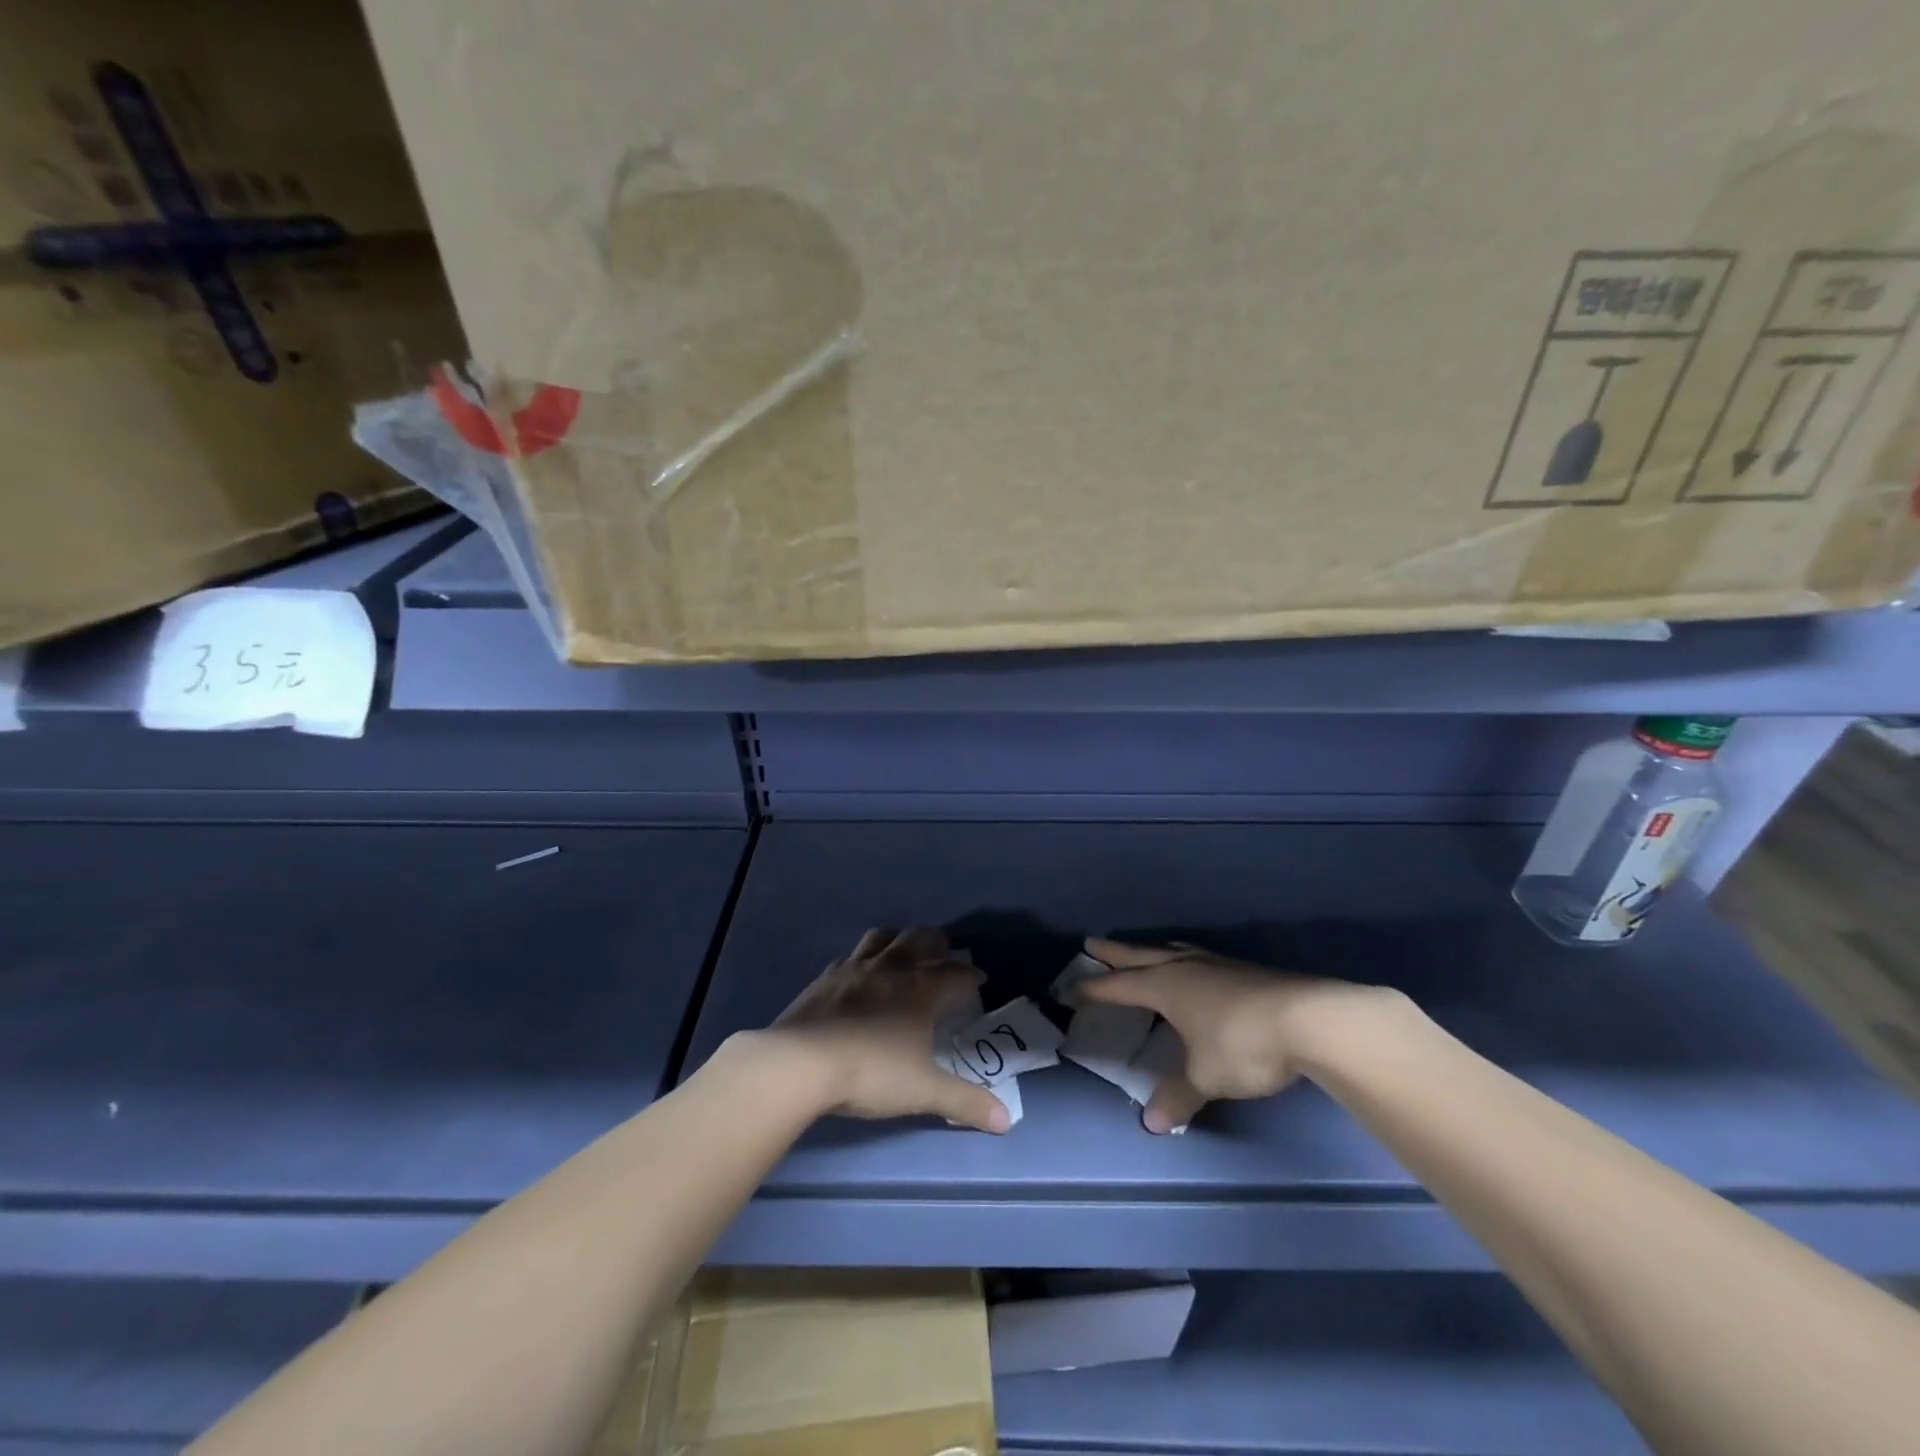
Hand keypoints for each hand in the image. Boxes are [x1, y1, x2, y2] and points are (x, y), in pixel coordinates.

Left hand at [762, 927, 1011, 1133]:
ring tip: (905, 949)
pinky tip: (859, 973)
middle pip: (920, 939)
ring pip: (883, 937)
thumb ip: (965, 1102)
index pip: (956, 973)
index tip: (980, 980)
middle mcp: (891, 968)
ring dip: (899, 939)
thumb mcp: (923, 1090)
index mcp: (921, 989)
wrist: (802, 1062)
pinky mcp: (825, 977)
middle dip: (937, 943)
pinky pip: (850, 956)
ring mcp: (855, 968)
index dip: (971, 975)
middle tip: (945, 952)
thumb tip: (1006, 1121)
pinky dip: (862, 959)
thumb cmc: (871, 1072)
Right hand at [1080, 938, 1406, 1133]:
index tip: (1070, 990)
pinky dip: (1181, 960)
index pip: (1118, 986)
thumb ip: (1178, 1096)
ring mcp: (1216, 965)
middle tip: (1091, 943)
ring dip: (1150, 952)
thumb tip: (1151, 1122)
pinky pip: (1197, 958)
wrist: (1310, 1020)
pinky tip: (1193, 971)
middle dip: (1114, 953)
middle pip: (1139, 955)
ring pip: (1171, 950)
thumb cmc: (1243, 1044)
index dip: (1092, 989)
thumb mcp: (1206, 1076)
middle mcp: (1185, 967)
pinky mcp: (1243, 970)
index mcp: (1166, 986)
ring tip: (1141, 953)